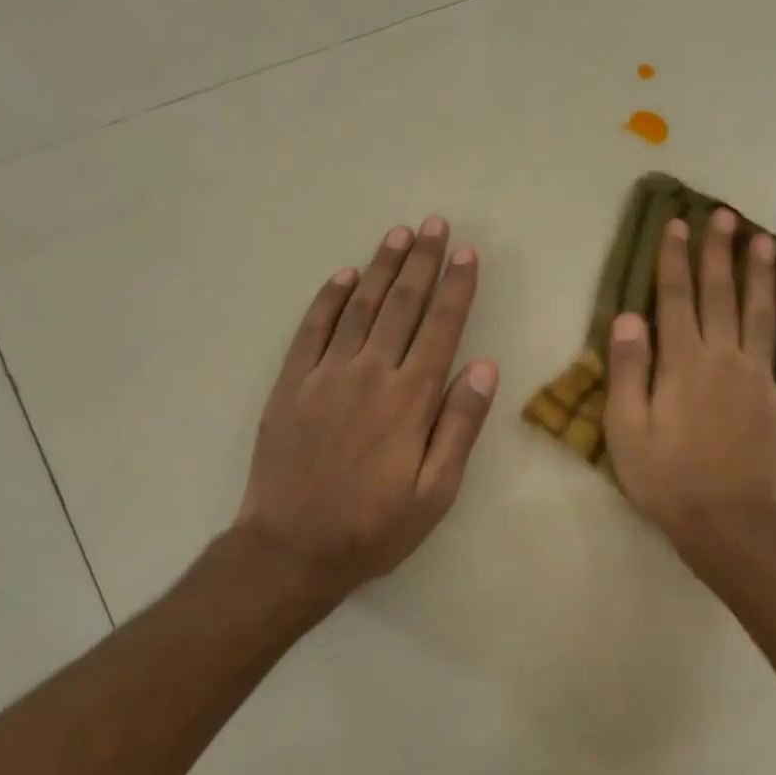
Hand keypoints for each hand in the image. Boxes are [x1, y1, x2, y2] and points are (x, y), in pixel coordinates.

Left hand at [235, 217, 498, 608]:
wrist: (290, 549)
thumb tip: (485, 368)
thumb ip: (459, 427)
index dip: (455, 288)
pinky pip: (312, 330)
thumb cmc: (373, 527)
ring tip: (398, 234)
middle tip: (434, 224)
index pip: (440, 328)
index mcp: (410, 399)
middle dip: (421, 262)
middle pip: (402, 305)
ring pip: (360, 307)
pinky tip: (343, 276)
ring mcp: (326, 375)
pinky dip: (329, 299)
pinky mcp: (291, 384)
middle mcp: (370, 374)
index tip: (466, 253)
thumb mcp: (435, 493)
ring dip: (381, 268)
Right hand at [604, 209, 775, 570]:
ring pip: (764, 316)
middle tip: (725, 216)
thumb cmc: (667, 478)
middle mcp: (725, 358)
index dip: (676, 260)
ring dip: (764, 278)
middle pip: (722, 295)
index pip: (676, 298)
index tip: (678, 225)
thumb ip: (629, 369)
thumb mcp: (626, 428)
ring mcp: (763, 380)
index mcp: (683, 362)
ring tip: (767, 242)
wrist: (727, 525)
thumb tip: (631, 316)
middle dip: (721, 253)